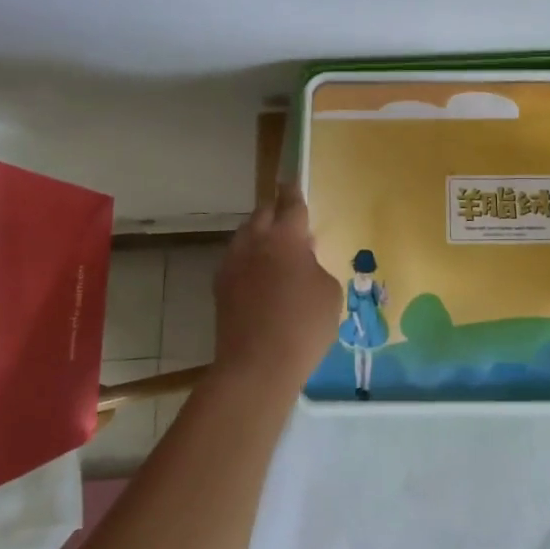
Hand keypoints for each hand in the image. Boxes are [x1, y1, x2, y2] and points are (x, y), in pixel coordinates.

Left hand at [212, 181, 340, 396]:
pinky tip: (260, 276)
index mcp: (286, 237)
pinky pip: (237, 261)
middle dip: (275, 210)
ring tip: (275, 248)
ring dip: (260, 235)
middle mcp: (255, 242)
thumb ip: (316, 267)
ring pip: (246, 236)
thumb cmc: (303, 325)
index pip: (291, 204)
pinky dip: (249, 260)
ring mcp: (233, 264)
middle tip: (287, 215)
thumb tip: (303, 263)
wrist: (256, 366)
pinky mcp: (220, 288)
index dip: (294, 193)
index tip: (292, 183)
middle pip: (262, 214)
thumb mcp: (329, 292)